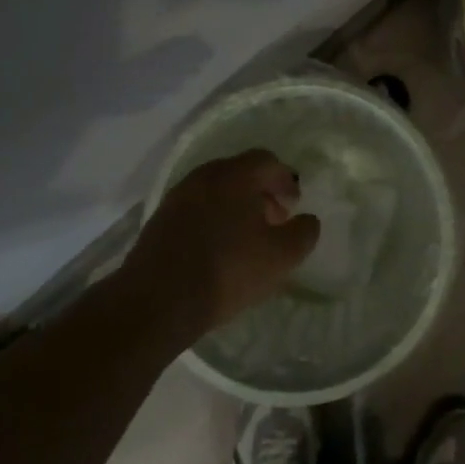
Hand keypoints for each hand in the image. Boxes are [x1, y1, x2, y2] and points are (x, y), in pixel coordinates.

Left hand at [122, 151, 319, 339]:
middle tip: (274, 221)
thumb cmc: (227, 271)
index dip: (285, 180)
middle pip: (240, 173)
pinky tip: (217, 249)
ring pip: (216, 190)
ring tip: (246, 239)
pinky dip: (213, 218)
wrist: (156, 302)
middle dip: (262, 192)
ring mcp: (178, 196)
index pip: (267, 161)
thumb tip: (308, 220)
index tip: (294, 205)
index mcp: (236, 175)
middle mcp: (205, 175)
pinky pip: (196, 208)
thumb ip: (303, 233)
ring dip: (236, 206)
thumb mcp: (281, 257)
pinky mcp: (160, 220)